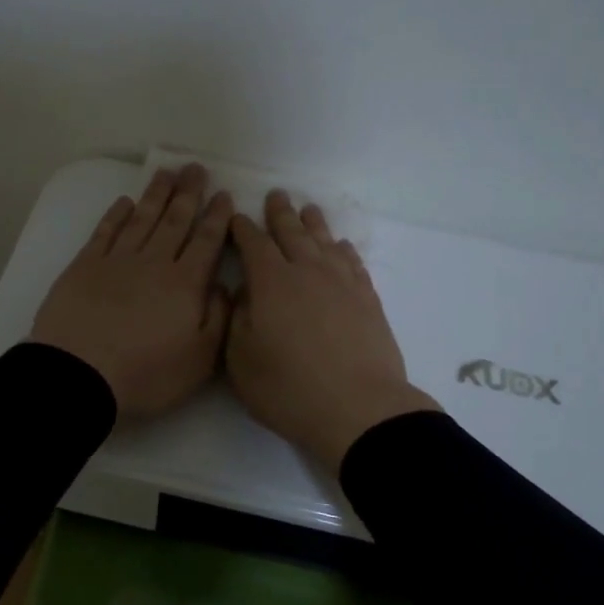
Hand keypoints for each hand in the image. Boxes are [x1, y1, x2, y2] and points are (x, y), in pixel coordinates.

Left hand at [30, 165, 234, 419]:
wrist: (78, 374)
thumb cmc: (146, 373)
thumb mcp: (199, 359)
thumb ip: (218, 318)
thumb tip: (223, 285)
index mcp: (184, 284)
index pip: (206, 242)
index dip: (216, 217)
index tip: (224, 195)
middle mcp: (154, 263)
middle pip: (174, 221)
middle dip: (188, 194)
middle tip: (196, 168)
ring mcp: (117, 261)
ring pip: (142, 219)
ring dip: (156, 195)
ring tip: (167, 172)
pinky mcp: (84, 266)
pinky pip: (105, 232)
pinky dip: (115, 215)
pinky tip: (124, 202)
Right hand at [226, 191, 440, 474]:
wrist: (358, 408)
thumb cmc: (289, 389)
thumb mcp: (241, 360)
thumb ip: (237, 319)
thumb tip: (243, 293)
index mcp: (271, 282)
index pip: (253, 244)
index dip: (243, 229)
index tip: (236, 217)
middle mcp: (307, 272)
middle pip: (292, 234)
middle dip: (280, 214)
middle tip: (276, 195)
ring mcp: (342, 283)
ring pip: (324, 242)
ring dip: (314, 224)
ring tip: (308, 210)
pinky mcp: (367, 299)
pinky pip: (352, 262)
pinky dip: (343, 250)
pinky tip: (341, 247)